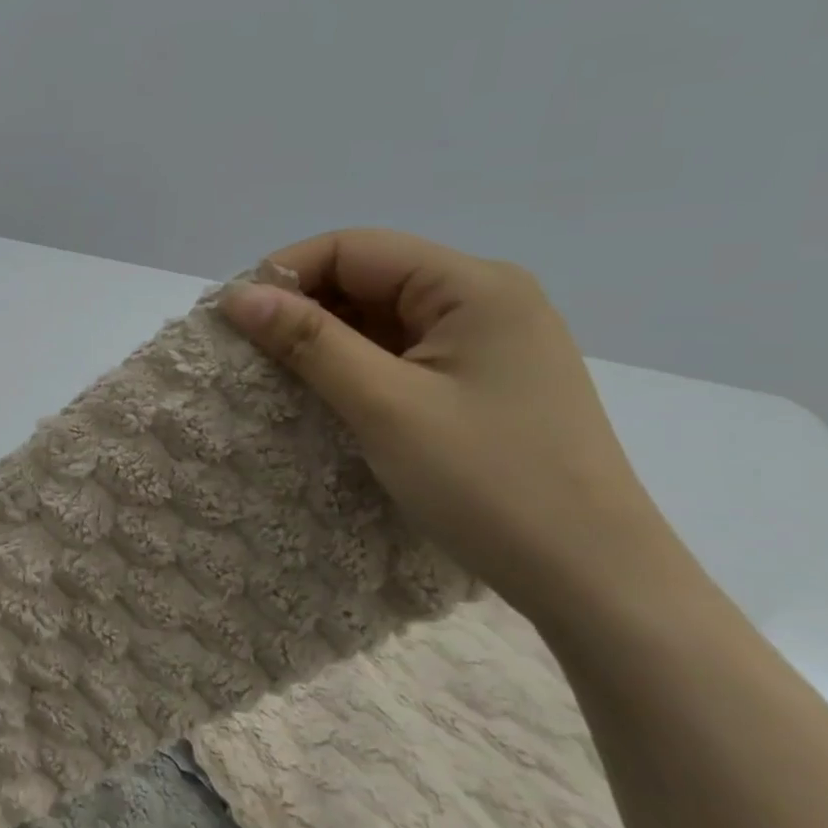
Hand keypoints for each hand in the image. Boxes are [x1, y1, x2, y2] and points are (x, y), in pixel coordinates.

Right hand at [220, 230, 672, 618]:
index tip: (233, 319)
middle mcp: (485, 298)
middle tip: (246, 352)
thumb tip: (237, 296)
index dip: (284, 273)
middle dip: (301, 307)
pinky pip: (399, 351)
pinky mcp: (481, 379)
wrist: (594, 580)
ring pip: (379, 316)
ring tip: (276, 376)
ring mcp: (487, 340)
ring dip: (323, 339)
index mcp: (473, 286)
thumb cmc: (490, 483)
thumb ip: (308, 341)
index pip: (353, 248)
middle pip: (366, 277)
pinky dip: (353, 364)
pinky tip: (325, 394)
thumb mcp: (384, 406)